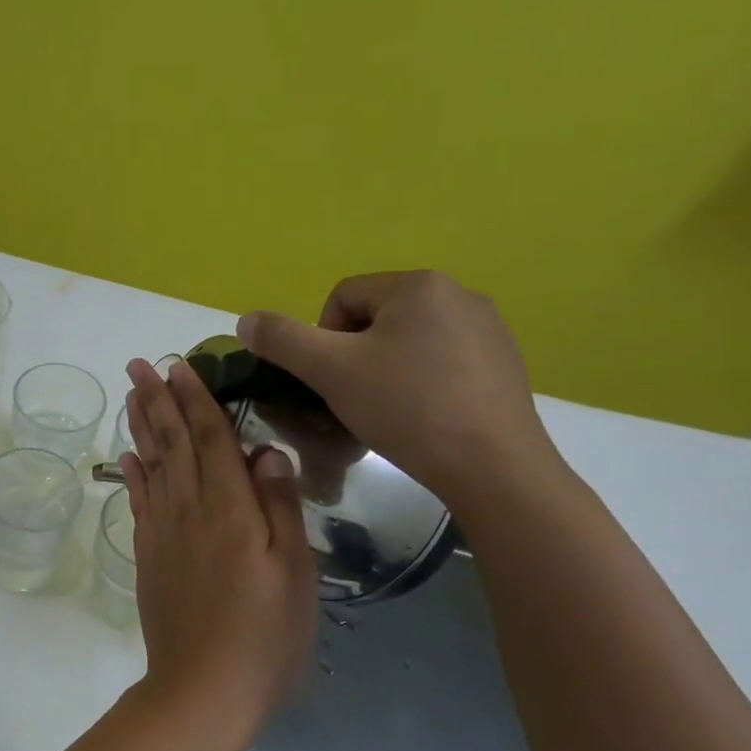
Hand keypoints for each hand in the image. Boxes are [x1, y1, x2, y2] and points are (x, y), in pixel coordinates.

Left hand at [118, 357, 316, 725]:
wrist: (203, 687)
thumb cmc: (265, 634)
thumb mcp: (295, 572)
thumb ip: (280, 507)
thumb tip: (266, 451)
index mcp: (231, 509)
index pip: (212, 439)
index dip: (196, 400)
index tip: (180, 366)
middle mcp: (190, 509)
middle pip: (173, 443)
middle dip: (157, 400)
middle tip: (139, 364)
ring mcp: (163, 532)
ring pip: (152, 465)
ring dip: (141, 426)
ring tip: (130, 395)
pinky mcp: (148, 555)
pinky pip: (138, 501)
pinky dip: (133, 472)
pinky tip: (128, 456)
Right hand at [236, 270, 560, 514]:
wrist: (492, 465)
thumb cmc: (406, 407)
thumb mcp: (330, 371)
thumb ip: (283, 340)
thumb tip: (246, 321)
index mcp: (418, 285)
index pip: (342, 298)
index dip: (322, 340)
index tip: (331, 382)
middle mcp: (459, 294)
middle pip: (375, 319)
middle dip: (354, 358)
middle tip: (354, 400)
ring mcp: (488, 329)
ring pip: (408, 343)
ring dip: (385, 372)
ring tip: (387, 414)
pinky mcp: (504, 364)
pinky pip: (442, 363)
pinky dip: (421, 385)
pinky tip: (424, 419)